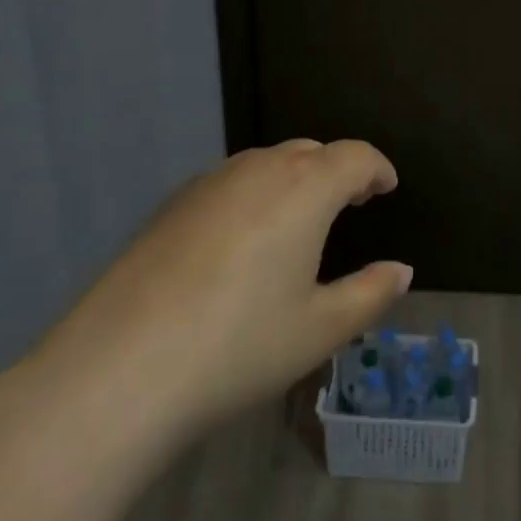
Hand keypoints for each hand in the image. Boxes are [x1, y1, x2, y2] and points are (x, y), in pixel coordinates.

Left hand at [28, 139, 410, 451]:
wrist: (119, 369)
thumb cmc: (240, 346)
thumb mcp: (320, 328)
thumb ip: (371, 293)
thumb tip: (401, 270)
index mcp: (305, 188)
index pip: (355, 157)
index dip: (377, 168)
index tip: (387, 187)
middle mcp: (259, 169)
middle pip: (311, 152)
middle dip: (338, 171)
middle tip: (351, 203)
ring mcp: (209, 183)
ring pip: (267, 163)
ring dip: (294, 179)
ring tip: (300, 220)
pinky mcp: (171, 204)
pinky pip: (229, 183)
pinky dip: (254, 194)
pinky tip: (242, 240)